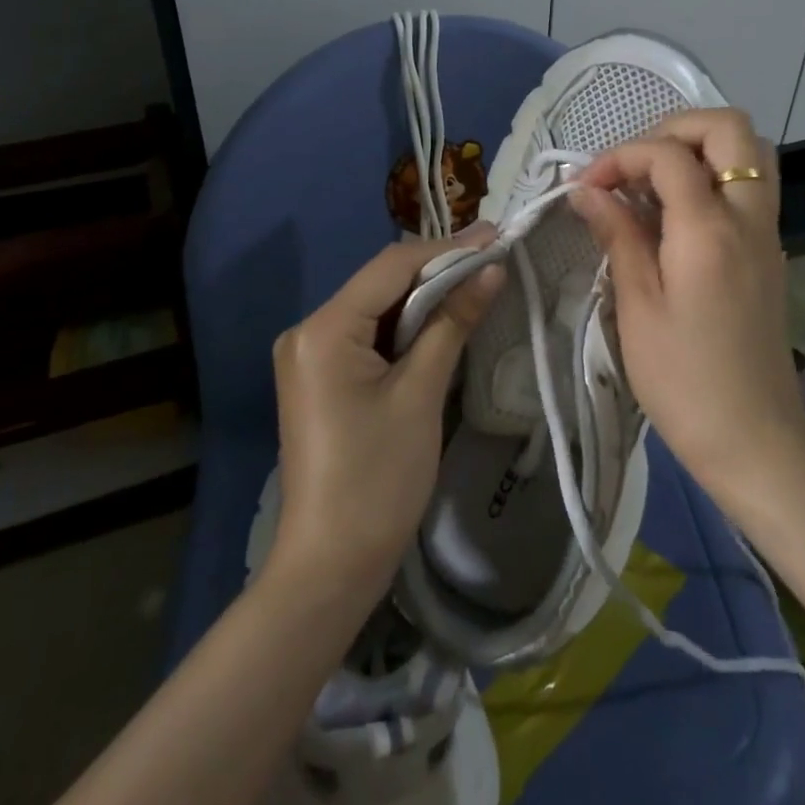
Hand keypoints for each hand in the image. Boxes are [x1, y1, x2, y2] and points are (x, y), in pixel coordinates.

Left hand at [268, 227, 504, 604]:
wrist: (329, 568)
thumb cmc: (378, 479)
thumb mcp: (421, 393)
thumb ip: (453, 322)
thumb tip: (491, 270)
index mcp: (324, 329)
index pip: (391, 267)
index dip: (446, 249)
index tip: (496, 236)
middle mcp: (308, 330)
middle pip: (381, 283)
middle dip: (438, 270)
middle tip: (493, 258)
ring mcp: (310, 355)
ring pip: (377, 307)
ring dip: (425, 298)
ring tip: (478, 281)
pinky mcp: (320, 377)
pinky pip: (368, 335)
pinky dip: (406, 327)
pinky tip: (443, 320)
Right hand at [569, 109, 804, 505]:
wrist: (755, 440)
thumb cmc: (684, 380)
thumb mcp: (637, 307)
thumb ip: (617, 235)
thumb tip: (586, 189)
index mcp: (709, 229)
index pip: (668, 155)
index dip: (620, 156)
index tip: (587, 187)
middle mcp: (748, 216)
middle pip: (730, 128)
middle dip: (675, 128)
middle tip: (633, 163)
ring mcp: (767, 233)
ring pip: (751, 152)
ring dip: (700, 149)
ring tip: (652, 183)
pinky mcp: (769, 253)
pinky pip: (750, 187)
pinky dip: (713, 177)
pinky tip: (674, 217)